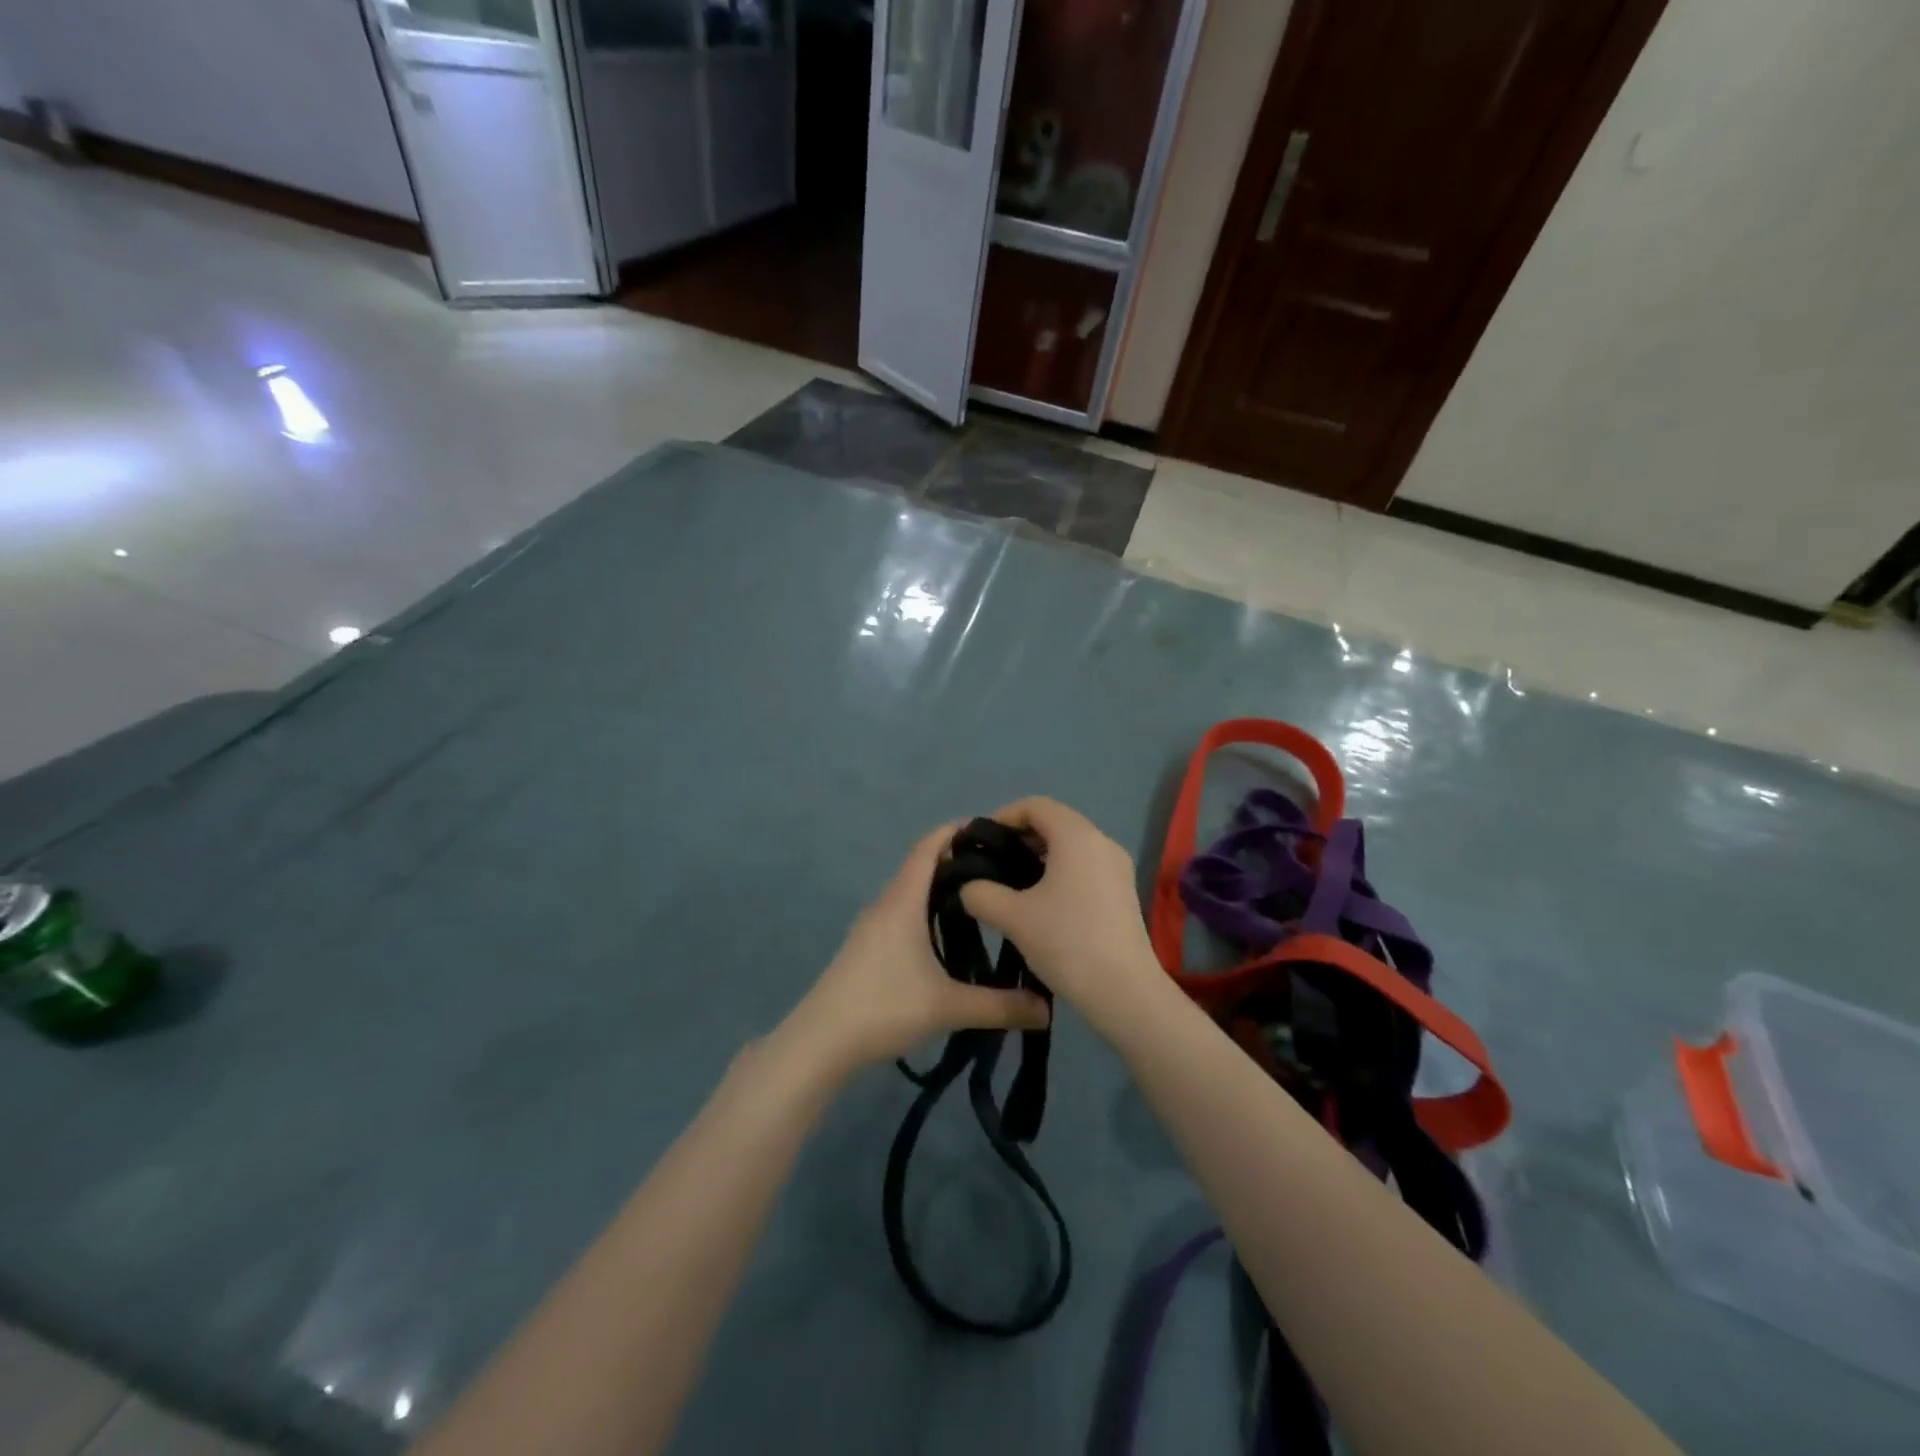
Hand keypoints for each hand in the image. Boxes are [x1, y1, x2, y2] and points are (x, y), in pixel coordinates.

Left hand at [784, 823, 1050, 1076]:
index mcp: (903, 902)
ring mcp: (872, 926)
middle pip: (921, 866)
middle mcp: (886, 904)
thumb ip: (1000, 1006)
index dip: (955, 831)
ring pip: (911, 892)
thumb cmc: (883, 1007)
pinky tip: (948, 936)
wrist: (821, 1041)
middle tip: (1000, 868)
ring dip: (941, 888)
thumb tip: (1048, 1010)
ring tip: (982, 899)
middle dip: (958, 860)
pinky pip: (902, 912)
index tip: (991, 829)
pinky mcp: (867, 947)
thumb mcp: (948, 1007)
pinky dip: (927, 910)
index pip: (927, 848)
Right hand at [957, 798, 1164, 1030]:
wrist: (1124, 991)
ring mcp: (1118, 867)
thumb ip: (981, 893)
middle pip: (1055, 822)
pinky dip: (1061, 872)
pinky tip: (1042, 904)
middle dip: (1020, 837)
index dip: (1004, 816)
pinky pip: (1086, 866)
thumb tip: (970, 887)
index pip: (1036, 805)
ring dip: (1040, 857)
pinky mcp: (1123, 891)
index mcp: (1077, 836)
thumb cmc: (1066, 942)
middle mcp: (1102, 841)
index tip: (982, 843)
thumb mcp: (1012, 917)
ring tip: (1013, 886)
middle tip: (993, 865)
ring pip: (1071, 846)